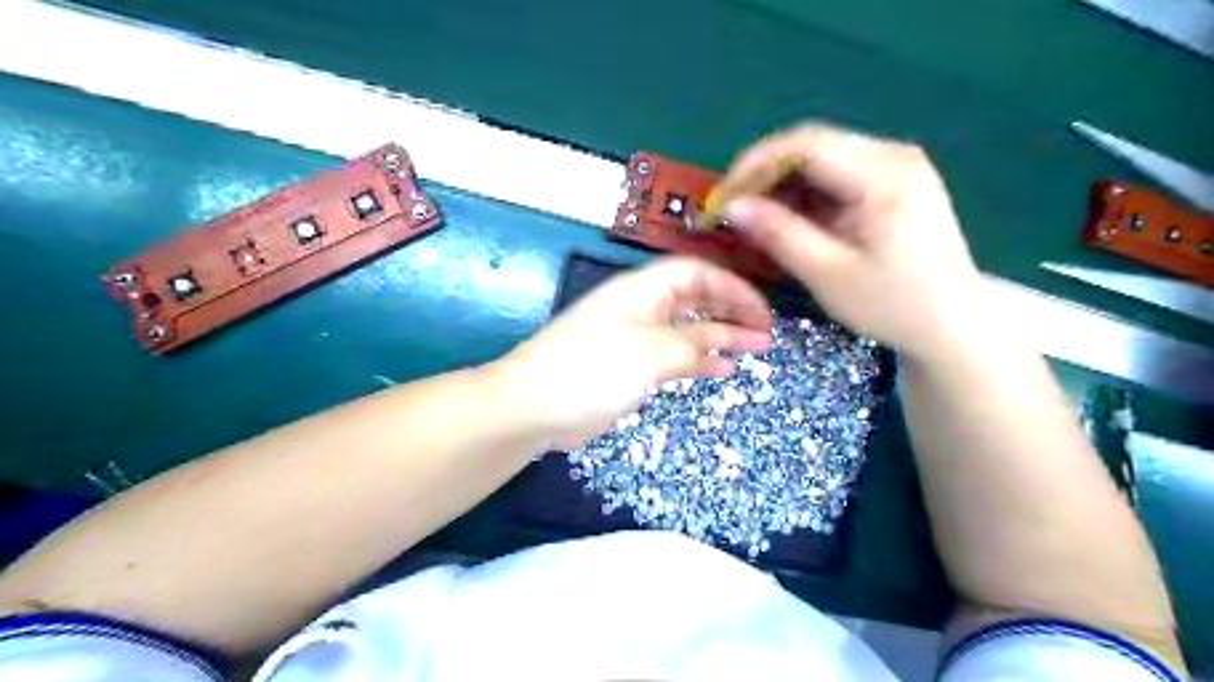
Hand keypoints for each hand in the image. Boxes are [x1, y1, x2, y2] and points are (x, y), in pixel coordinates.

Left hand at [489, 258, 765, 449]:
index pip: (696, 273)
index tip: (762, 311)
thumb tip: (718, 349)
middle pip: (695, 297)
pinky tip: (722, 369)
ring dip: (721, 335)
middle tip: (765, 330)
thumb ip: (688, 346)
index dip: (732, 287)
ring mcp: (634, 337)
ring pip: (687, 327)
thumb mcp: (647, 353)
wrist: (532, 406)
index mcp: (641, 290)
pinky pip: (672, 355)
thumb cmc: (590, 370)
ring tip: (756, 347)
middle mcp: (640, 307)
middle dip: (732, 309)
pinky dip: (698, 359)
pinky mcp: (629, 365)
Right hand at [720, 121, 983, 358]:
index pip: (804, 145)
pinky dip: (804, 193)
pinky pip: (836, 175)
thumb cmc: (893, 305)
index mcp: (884, 174)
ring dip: (781, 183)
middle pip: (811, 145)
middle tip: (731, 208)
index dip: (754, 165)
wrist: (953, 323)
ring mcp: (896, 166)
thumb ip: (779, 234)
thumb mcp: (828, 273)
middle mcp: (893, 155)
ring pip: (821, 158)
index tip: (722, 198)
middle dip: (763, 174)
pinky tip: (785, 217)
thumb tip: (732, 207)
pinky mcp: (893, 182)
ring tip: (752, 216)